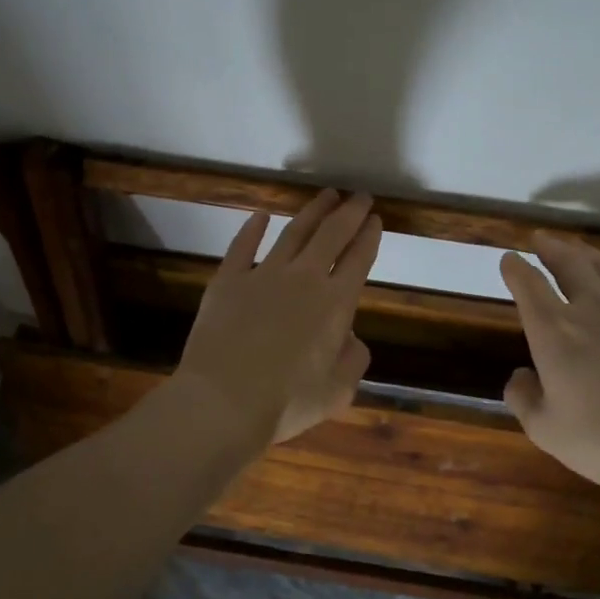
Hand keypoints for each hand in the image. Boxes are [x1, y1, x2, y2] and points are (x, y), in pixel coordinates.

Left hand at [173, 190, 382, 447]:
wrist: (223, 401)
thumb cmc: (286, 403)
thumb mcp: (338, 391)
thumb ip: (353, 359)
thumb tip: (349, 337)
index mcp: (335, 304)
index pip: (358, 259)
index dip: (369, 236)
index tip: (376, 219)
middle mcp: (303, 279)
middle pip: (331, 235)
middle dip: (349, 212)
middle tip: (359, 196)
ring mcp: (262, 274)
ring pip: (293, 232)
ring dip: (312, 211)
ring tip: (325, 195)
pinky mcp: (227, 280)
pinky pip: (242, 246)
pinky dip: (252, 228)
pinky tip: (261, 215)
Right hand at [499, 234, 599, 498]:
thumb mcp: (548, 432)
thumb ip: (524, 399)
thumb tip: (520, 375)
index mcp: (556, 333)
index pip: (530, 288)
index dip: (516, 270)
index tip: (509, 259)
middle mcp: (594, 309)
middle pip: (570, 264)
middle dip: (551, 248)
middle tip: (541, 239)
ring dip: (587, 252)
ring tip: (577, 248)